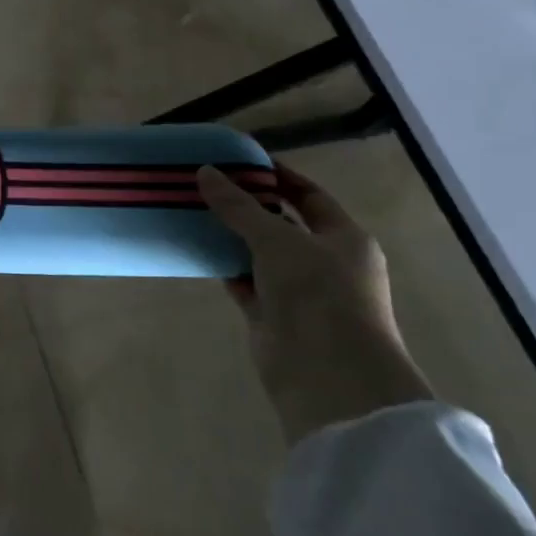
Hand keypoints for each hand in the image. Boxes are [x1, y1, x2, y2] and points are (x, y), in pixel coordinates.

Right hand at [197, 161, 432, 444]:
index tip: (238, 160)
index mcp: (344, 239)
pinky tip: (195, 247)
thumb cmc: (318, 294)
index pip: (309, 196)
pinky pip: (243, 280)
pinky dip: (223, 265)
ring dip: (230, 235)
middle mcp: (325, 262)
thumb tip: (205, 172)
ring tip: (191, 209)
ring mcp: (299, 291)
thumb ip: (239, 206)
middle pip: (281, 223)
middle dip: (247, 204)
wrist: (328, 374)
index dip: (277, 176)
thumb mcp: (277, 240)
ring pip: (259, 253)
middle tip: (205, 183)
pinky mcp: (273, 315)